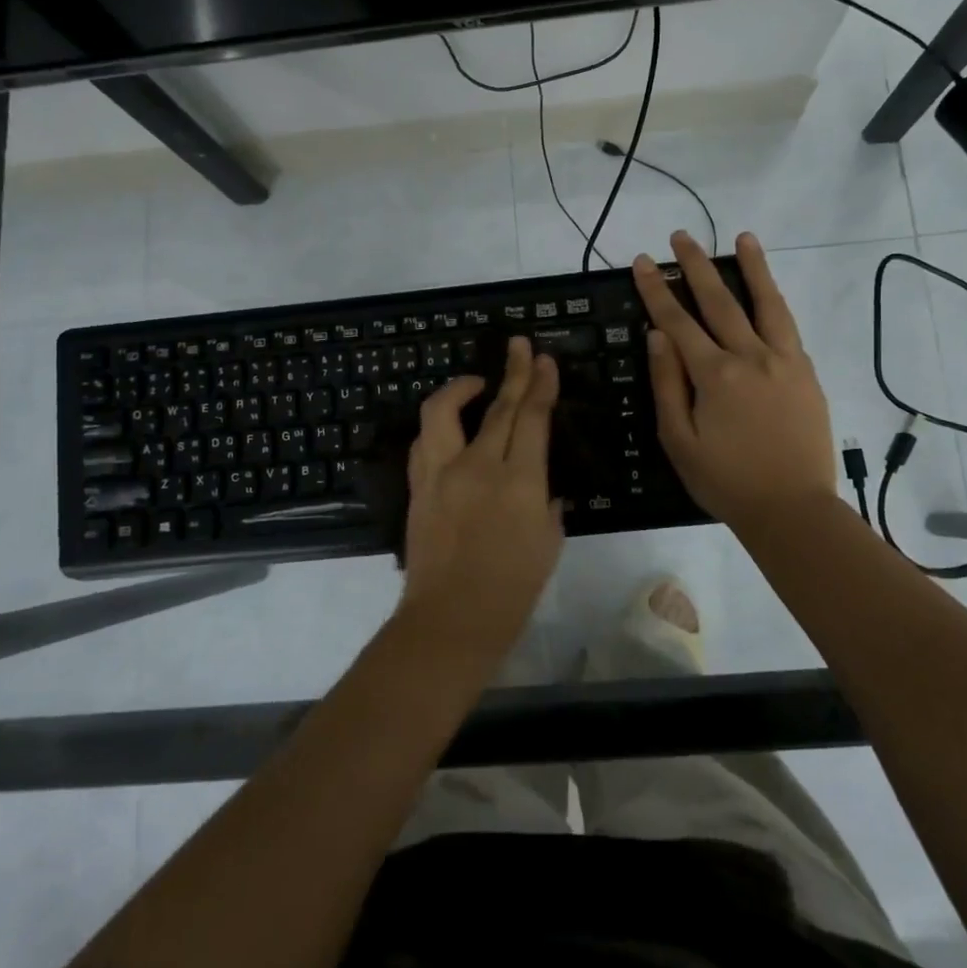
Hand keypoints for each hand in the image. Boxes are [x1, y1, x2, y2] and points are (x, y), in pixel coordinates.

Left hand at [398, 338, 563, 656]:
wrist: (450, 620)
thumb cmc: (512, 591)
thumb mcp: (548, 543)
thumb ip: (545, 502)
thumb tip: (539, 482)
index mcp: (519, 482)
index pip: (531, 418)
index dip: (539, 385)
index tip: (544, 360)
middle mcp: (477, 467)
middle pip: (497, 406)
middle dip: (513, 371)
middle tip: (520, 347)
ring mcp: (441, 474)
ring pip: (443, 411)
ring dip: (461, 388)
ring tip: (477, 382)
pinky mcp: (418, 486)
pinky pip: (425, 441)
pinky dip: (439, 425)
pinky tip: (450, 427)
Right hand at [634, 230, 838, 528]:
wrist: (792, 508)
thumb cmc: (725, 480)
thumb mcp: (679, 440)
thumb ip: (667, 384)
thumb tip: (657, 335)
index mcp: (714, 375)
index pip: (677, 322)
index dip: (657, 290)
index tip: (643, 261)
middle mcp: (751, 357)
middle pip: (719, 301)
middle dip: (697, 266)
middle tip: (680, 236)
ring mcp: (784, 361)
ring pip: (766, 303)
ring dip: (752, 268)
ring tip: (743, 238)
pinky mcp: (806, 373)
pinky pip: (789, 327)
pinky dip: (776, 302)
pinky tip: (769, 291)